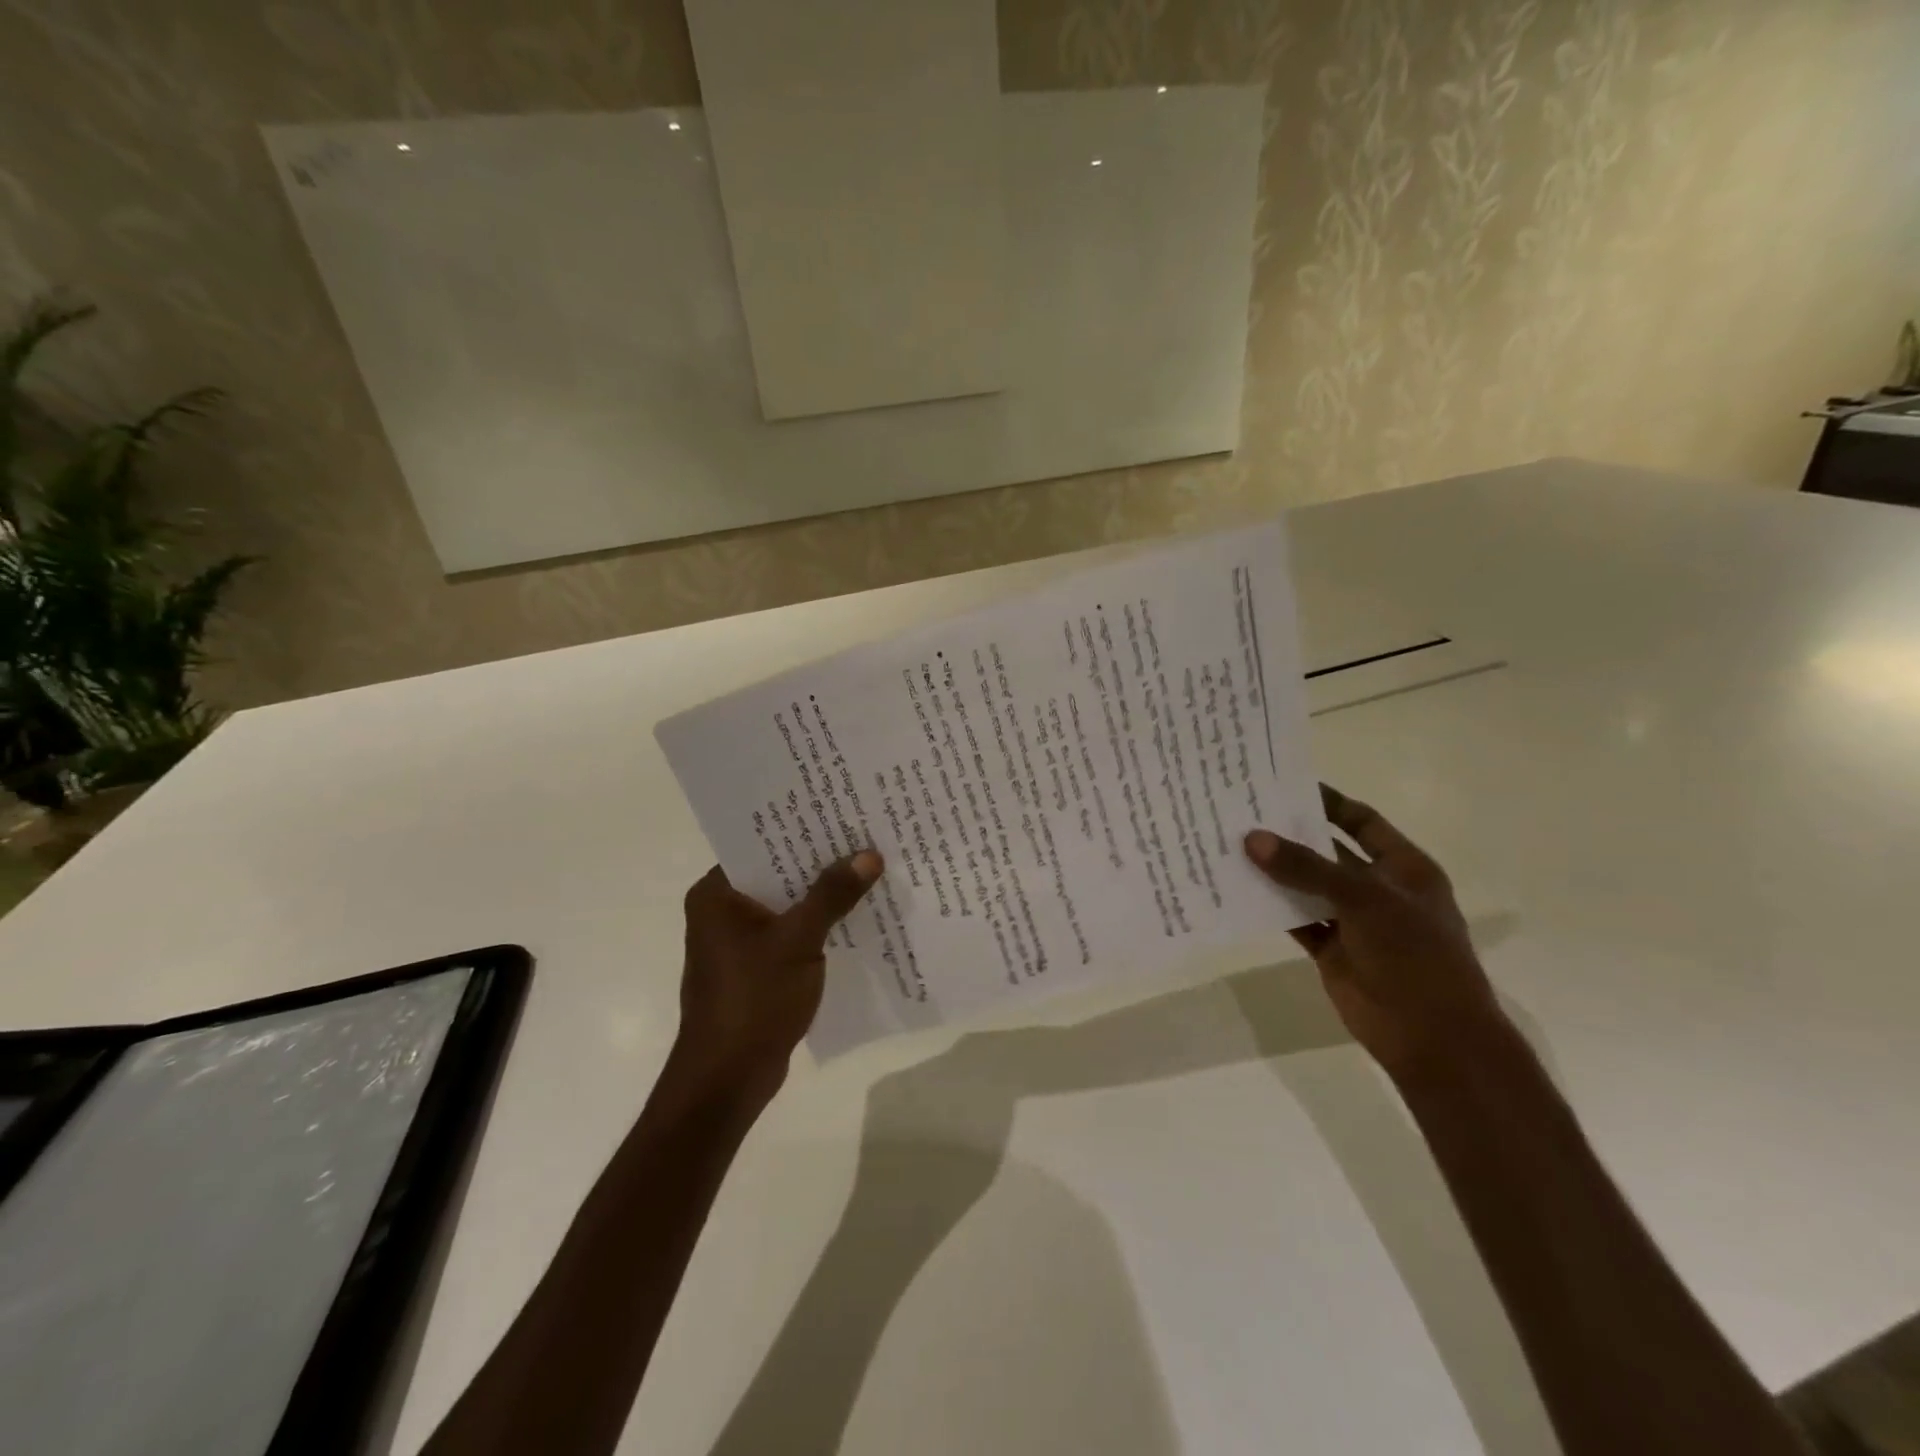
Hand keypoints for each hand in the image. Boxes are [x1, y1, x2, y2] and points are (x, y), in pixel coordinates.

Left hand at [674, 851, 882, 1106]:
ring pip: (788, 903)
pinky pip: (792, 931)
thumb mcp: (798, 940)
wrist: (728, 1080)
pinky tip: (857, 915)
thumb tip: (870, 855)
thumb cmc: (753, 1000)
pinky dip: (819, 924)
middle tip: (866, 836)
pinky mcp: (757, 966)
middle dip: (820, 861)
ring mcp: (740, 941)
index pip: (761, 844)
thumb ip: (832, 895)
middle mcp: (723, 910)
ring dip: (823, 894)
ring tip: (870, 868)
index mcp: (716, 894)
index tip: (841, 813)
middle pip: (778, 873)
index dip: (801, 829)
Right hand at [1244, 786, 1505, 1079]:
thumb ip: (1306, 868)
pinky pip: (1296, 920)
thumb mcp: (1364, 900)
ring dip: (1275, 870)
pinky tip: (1237, 890)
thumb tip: (1252, 838)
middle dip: (1290, 834)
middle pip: (1327, 852)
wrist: (1431, 1036)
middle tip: (1243, 812)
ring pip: (1307, 886)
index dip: (1327, 802)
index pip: (1361, 822)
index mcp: (1403, 868)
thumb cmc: (1414, 955)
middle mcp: (1377, 889)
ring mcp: (1353, 921)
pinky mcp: (1331, 950)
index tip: (1283, 784)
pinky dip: (1271, 907)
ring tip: (1229, 845)